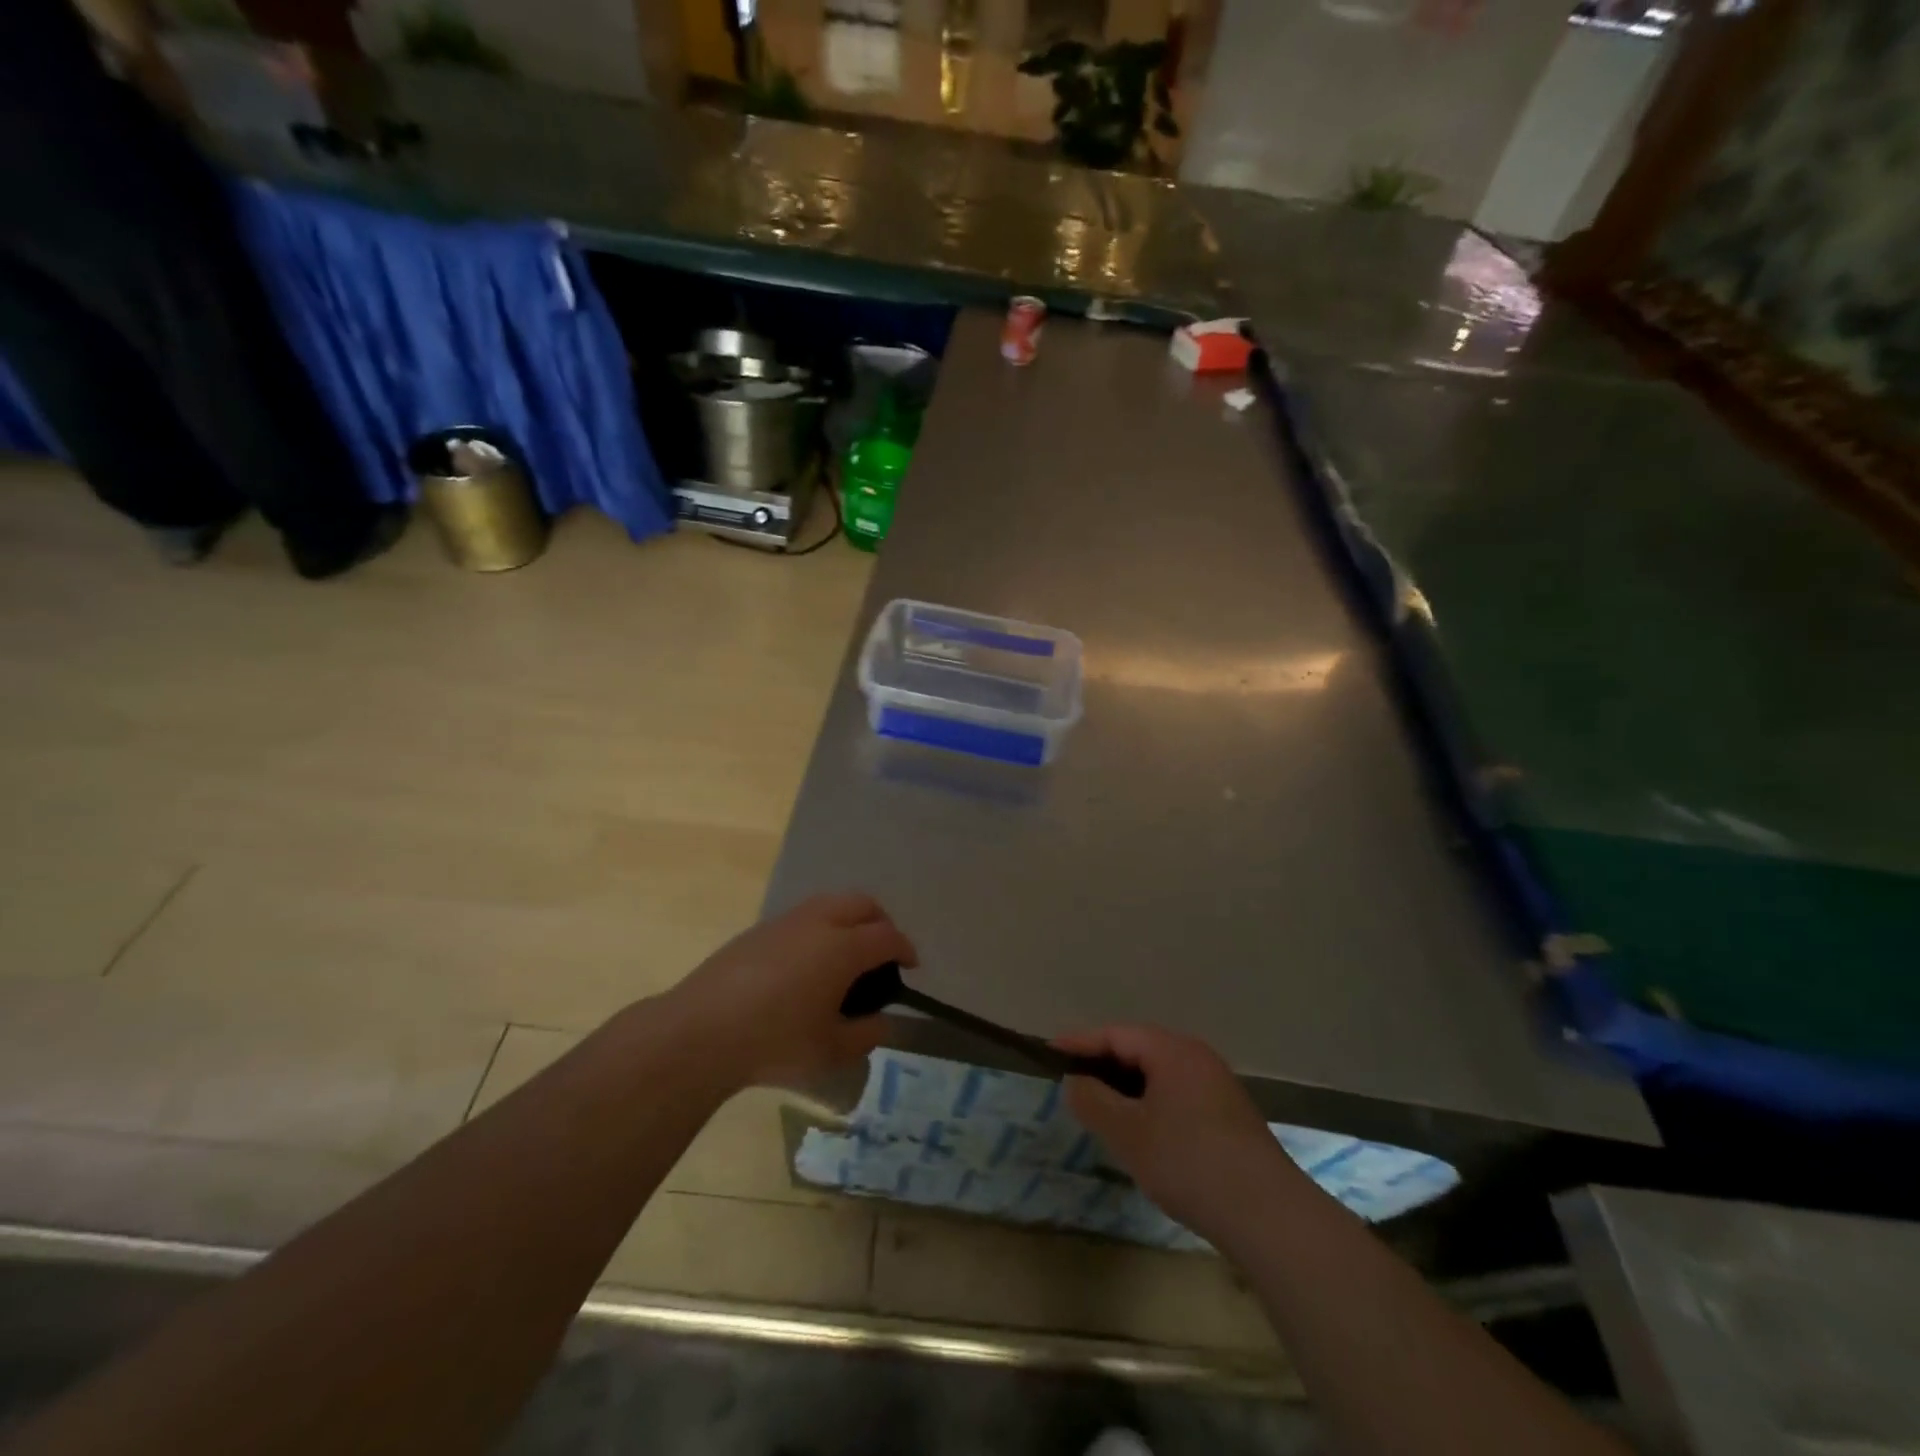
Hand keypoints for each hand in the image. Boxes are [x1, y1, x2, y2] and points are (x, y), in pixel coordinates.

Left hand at [665, 892, 917, 1089]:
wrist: (701, 1031)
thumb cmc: (775, 1043)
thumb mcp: (831, 1051)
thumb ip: (866, 1035)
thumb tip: (881, 1021)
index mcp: (842, 948)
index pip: (887, 937)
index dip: (905, 949)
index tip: (911, 966)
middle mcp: (818, 923)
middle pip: (862, 904)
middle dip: (880, 923)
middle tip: (882, 953)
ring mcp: (785, 921)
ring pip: (830, 902)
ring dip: (849, 920)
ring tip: (846, 955)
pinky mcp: (758, 930)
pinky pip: (803, 916)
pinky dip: (820, 927)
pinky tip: (807, 963)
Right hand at [1055, 1025, 1298, 1242]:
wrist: (1268, 1214)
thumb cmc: (1188, 1161)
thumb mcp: (1128, 1132)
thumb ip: (1093, 1101)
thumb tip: (1075, 1082)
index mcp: (1172, 1050)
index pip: (1116, 1035)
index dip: (1080, 1043)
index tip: (1050, 1052)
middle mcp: (1197, 1057)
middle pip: (1139, 1050)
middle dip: (1104, 1065)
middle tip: (1072, 1083)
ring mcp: (1218, 1086)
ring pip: (1160, 1076)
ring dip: (1128, 1088)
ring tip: (1102, 1110)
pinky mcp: (1230, 1116)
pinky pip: (1178, 1096)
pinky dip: (1152, 1105)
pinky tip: (1144, 1134)